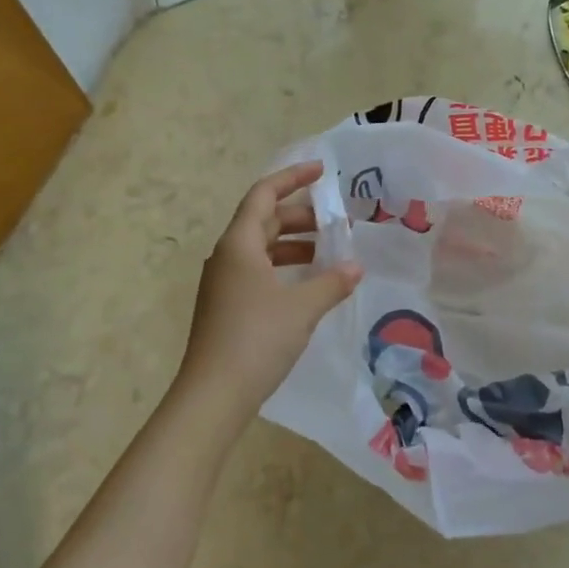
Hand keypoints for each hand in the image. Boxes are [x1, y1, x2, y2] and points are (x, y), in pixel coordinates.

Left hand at [174, 162, 361, 437]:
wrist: (213, 396)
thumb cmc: (257, 339)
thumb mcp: (302, 308)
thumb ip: (332, 281)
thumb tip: (355, 266)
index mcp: (239, 243)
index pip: (264, 194)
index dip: (292, 177)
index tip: (322, 171)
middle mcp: (227, 256)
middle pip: (263, 220)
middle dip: (300, 215)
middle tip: (335, 222)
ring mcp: (223, 282)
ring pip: (261, 248)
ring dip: (293, 244)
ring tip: (327, 252)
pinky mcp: (225, 306)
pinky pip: (257, 271)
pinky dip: (283, 267)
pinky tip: (306, 284)